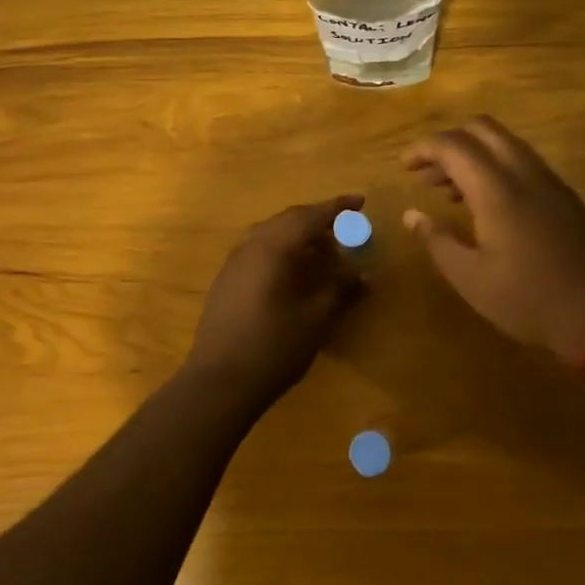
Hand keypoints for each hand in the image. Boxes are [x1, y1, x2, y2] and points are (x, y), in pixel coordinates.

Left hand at [187, 196, 366, 403]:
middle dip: (318, 220)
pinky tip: (294, 272)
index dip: (338, 207)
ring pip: (271, 234)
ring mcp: (234, 263)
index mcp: (273, 247)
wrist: (219, 382)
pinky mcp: (226, 281)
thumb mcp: (316, 319)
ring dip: (299, 235)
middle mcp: (251, 245)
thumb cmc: (273, 347)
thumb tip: (365, 274)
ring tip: (323, 251)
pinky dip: (282, 250)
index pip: (310, 216)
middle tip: (345, 229)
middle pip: (288, 220)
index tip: (360, 201)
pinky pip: (258, 250)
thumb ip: (341, 290)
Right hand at [402, 117, 584, 364]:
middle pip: (482, 129)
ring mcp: (551, 182)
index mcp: (497, 190)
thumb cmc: (528, 299)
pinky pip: (524, 162)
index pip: (453, 145)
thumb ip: (437, 240)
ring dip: (474, 154)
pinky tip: (488, 204)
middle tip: (427, 174)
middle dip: (449, 142)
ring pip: (506, 143)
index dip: (423, 148)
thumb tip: (410, 215)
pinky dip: (497, 166)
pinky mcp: (566, 196)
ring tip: (450, 191)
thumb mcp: (471, 278)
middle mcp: (525, 173)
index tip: (404, 166)